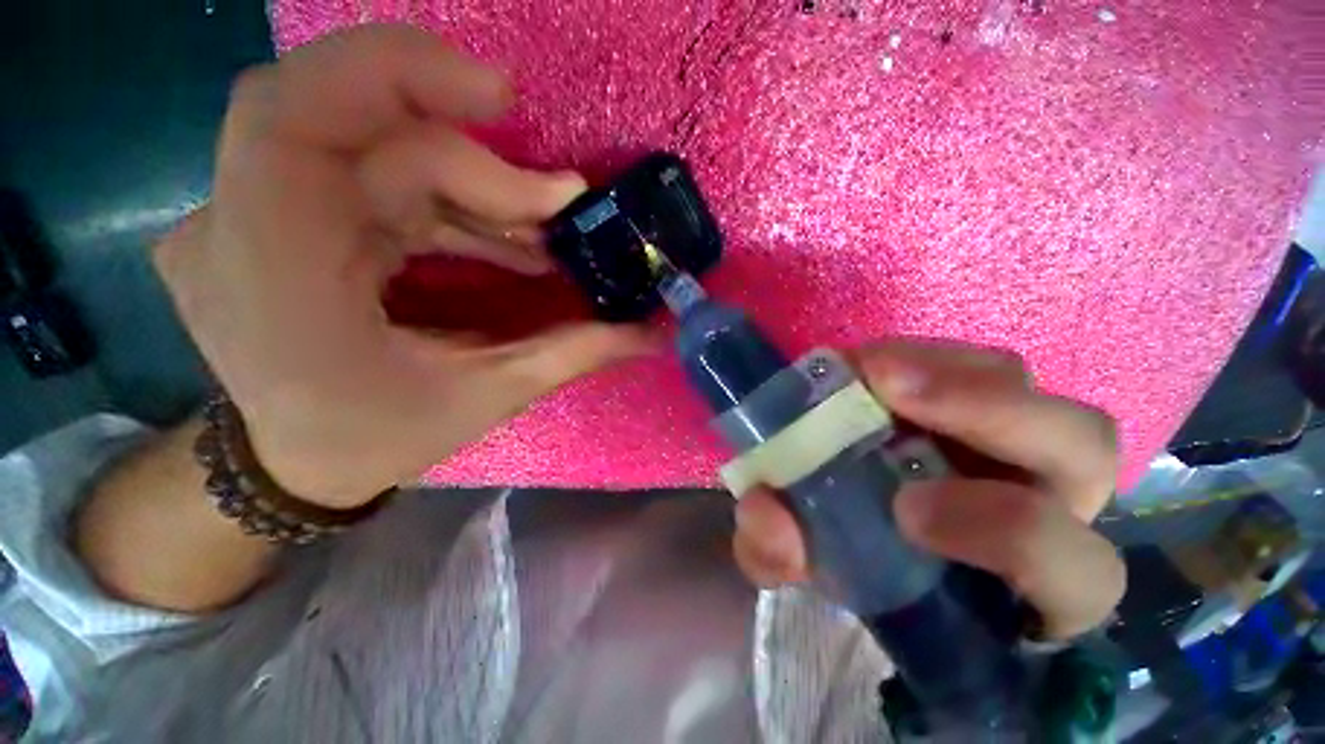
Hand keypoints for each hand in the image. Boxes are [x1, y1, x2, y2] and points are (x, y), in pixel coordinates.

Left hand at [154, 25, 654, 506]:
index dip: (393, 72)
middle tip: (559, 209)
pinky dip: (453, 199)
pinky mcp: (287, 216)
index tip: (499, 97)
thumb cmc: (375, 439)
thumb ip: (571, 353)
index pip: (293, 115)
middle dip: (481, 167)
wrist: (294, 461)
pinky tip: (505, 238)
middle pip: (368, 134)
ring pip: (379, 150)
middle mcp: (243, 226)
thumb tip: (649, 330)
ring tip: (544, 236)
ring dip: (477, 188)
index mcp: (272, 277)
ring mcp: (256, 215)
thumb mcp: (484, 398)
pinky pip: (377, 177)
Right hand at [732, 340, 1124, 639]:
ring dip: (943, 370)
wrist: (852, 523)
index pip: (1075, 571)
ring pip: (1027, 387)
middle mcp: (1047, 507)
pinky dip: (917, 358)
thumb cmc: (856, 566)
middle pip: (1080, 447)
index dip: (1008, 533)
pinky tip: (864, 369)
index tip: (904, 509)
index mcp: (1030, 586)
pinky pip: (970, 364)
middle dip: (988, 412)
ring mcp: (1014, 442)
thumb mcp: (808, 571)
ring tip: (866, 369)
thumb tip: (768, 519)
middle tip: (885, 388)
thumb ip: (780, 557)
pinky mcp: (974, 401)